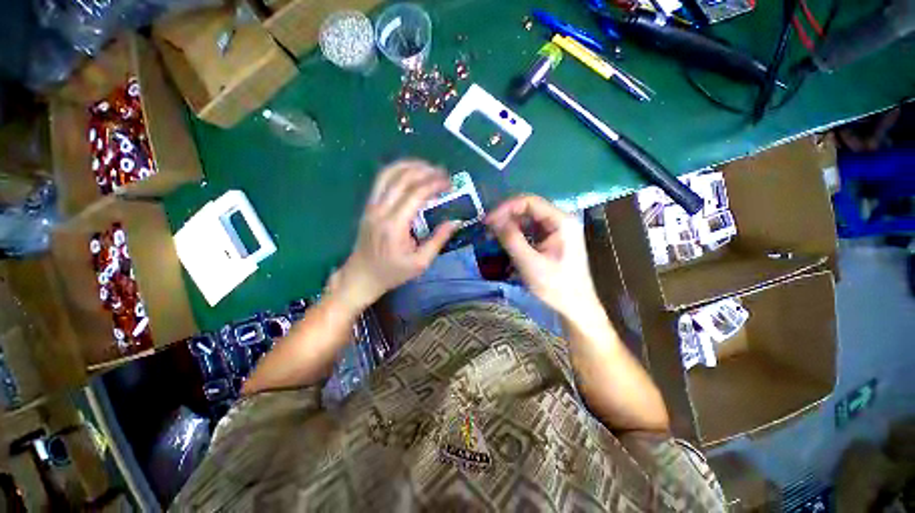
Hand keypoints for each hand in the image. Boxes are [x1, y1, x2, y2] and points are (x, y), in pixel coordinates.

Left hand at [333, 160, 457, 311]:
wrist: (361, 276)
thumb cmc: (392, 273)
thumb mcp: (420, 263)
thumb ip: (438, 240)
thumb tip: (455, 221)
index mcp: (395, 226)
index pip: (416, 193)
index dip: (435, 184)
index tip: (450, 183)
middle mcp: (380, 210)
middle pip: (402, 178)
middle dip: (425, 171)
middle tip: (443, 173)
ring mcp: (371, 206)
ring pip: (388, 174)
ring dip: (409, 166)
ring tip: (428, 167)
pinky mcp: (368, 206)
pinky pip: (381, 181)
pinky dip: (397, 171)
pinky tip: (410, 172)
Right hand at [485, 194, 601, 322]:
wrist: (576, 307)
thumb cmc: (556, 286)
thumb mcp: (529, 263)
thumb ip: (511, 239)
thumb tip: (493, 220)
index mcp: (561, 221)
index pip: (529, 202)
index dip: (505, 208)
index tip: (488, 221)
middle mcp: (560, 220)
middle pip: (528, 209)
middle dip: (506, 216)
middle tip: (487, 229)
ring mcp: (557, 229)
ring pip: (528, 219)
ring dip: (509, 225)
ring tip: (492, 235)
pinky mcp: (552, 239)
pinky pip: (530, 230)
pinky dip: (516, 234)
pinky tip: (505, 241)